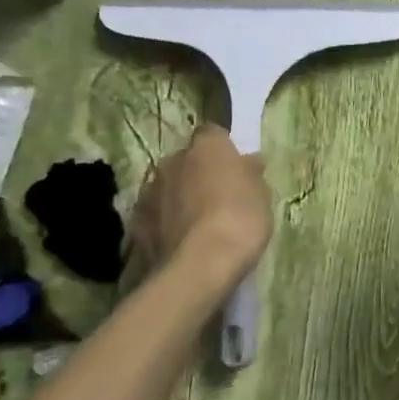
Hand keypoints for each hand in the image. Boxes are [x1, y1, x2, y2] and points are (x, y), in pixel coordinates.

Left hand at [131, 124, 272, 281]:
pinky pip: (155, 213)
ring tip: (199, 223)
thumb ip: (251, 174)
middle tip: (219, 196)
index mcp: (207, 147)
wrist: (200, 265)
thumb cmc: (240, 220)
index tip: (235, 167)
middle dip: (199, 173)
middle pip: (187, 160)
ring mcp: (150, 190)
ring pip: (168, 186)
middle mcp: (173, 160)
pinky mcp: (136, 221)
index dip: (223, 149)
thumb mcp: (262, 195)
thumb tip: (248, 162)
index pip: (213, 133)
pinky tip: (181, 240)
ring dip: (180, 197)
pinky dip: (165, 221)